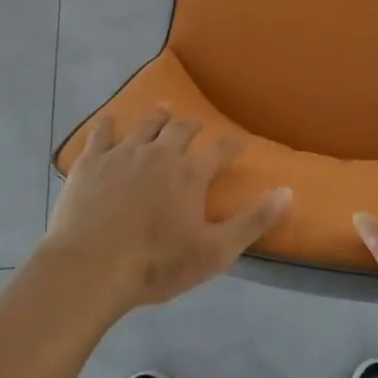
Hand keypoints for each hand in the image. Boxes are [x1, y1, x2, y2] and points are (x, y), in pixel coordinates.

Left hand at [46, 108, 290, 316]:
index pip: (220, 149)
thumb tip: (288, 191)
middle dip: (192, 125)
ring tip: (163, 109)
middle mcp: (160, 153)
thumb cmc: (156, 264)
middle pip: (180, 129)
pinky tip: (109, 121)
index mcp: (190, 174)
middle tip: (196, 125)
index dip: (232, 144)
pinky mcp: (91, 162)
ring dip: (157, 116)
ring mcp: (123, 153)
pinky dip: (108, 125)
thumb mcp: (215, 252)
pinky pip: (101, 133)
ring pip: (145, 125)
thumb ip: (253, 221)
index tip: (240, 141)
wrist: (90, 268)